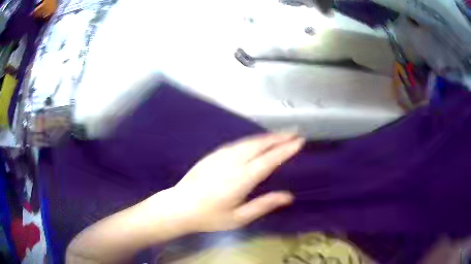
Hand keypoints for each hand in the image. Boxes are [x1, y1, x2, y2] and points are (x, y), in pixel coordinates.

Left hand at [166, 133, 304, 231]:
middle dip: (278, 137)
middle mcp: (232, 162)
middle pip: (259, 145)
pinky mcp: (212, 155)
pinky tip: (255, 141)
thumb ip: (264, 205)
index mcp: (241, 179)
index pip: (269, 160)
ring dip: (265, 137)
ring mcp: (220, 156)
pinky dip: (251, 140)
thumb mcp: (239, 218)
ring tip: (280, 135)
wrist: (179, 207)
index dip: (285, 149)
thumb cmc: (210, 217)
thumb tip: (288, 196)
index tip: (299, 141)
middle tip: (294, 133)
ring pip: (248, 141)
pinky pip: (236, 143)